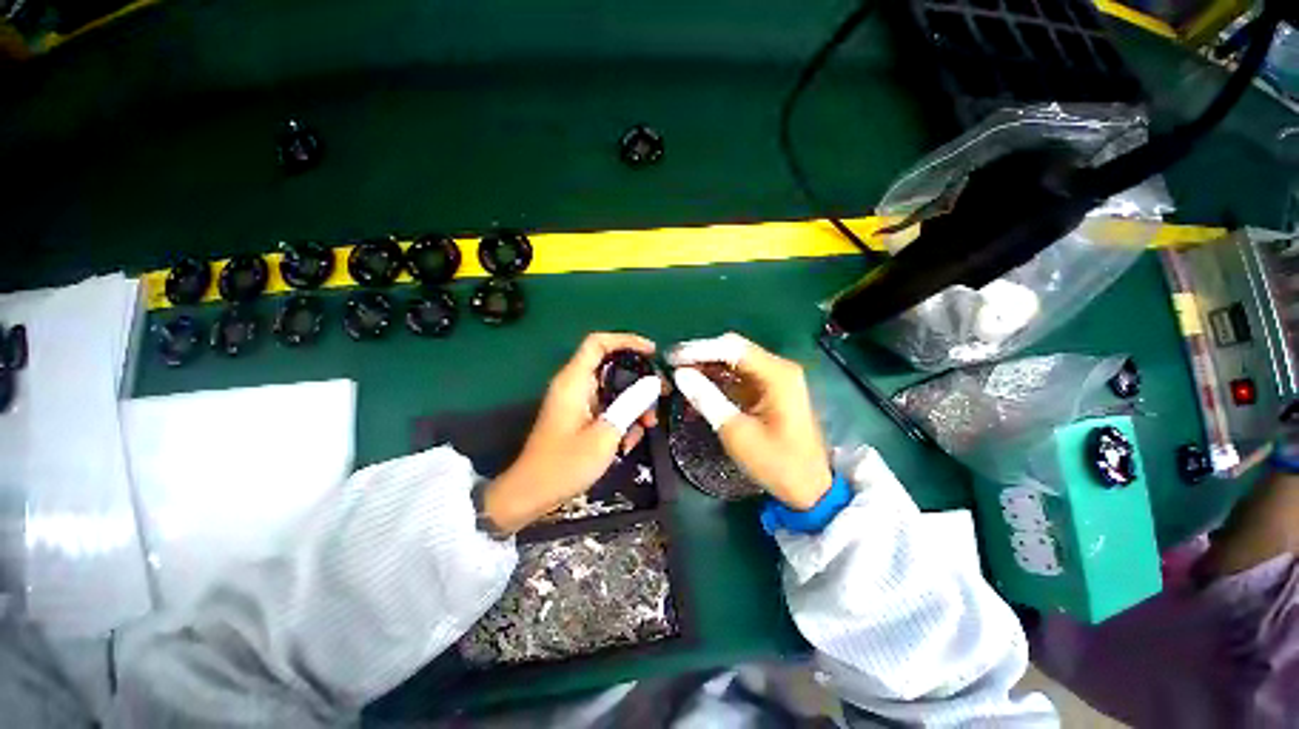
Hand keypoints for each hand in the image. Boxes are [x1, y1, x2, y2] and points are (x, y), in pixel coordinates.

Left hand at [484, 332, 662, 533]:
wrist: (532, 494)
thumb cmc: (566, 464)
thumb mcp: (605, 434)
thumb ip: (630, 404)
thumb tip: (653, 382)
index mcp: (574, 381)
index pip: (598, 343)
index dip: (626, 340)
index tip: (652, 352)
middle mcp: (575, 385)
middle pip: (612, 367)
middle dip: (639, 381)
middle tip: (661, 396)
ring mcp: (577, 402)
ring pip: (613, 390)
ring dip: (634, 405)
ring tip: (648, 426)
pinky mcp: (580, 418)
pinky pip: (607, 408)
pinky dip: (621, 420)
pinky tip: (628, 444)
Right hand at [669, 333, 831, 509]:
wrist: (809, 488)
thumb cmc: (776, 463)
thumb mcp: (736, 432)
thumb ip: (707, 398)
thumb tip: (680, 374)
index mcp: (776, 374)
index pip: (732, 348)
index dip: (699, 349)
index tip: (672, 357)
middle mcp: (777, 368)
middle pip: (733, 350)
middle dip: (701, 355)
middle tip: (672, 365)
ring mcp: (774, 379)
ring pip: (734, 362)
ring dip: (707, 367)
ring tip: (680, 376)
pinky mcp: (769, 391)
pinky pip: (739, 377)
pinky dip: (718, 381)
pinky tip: (698, 388)